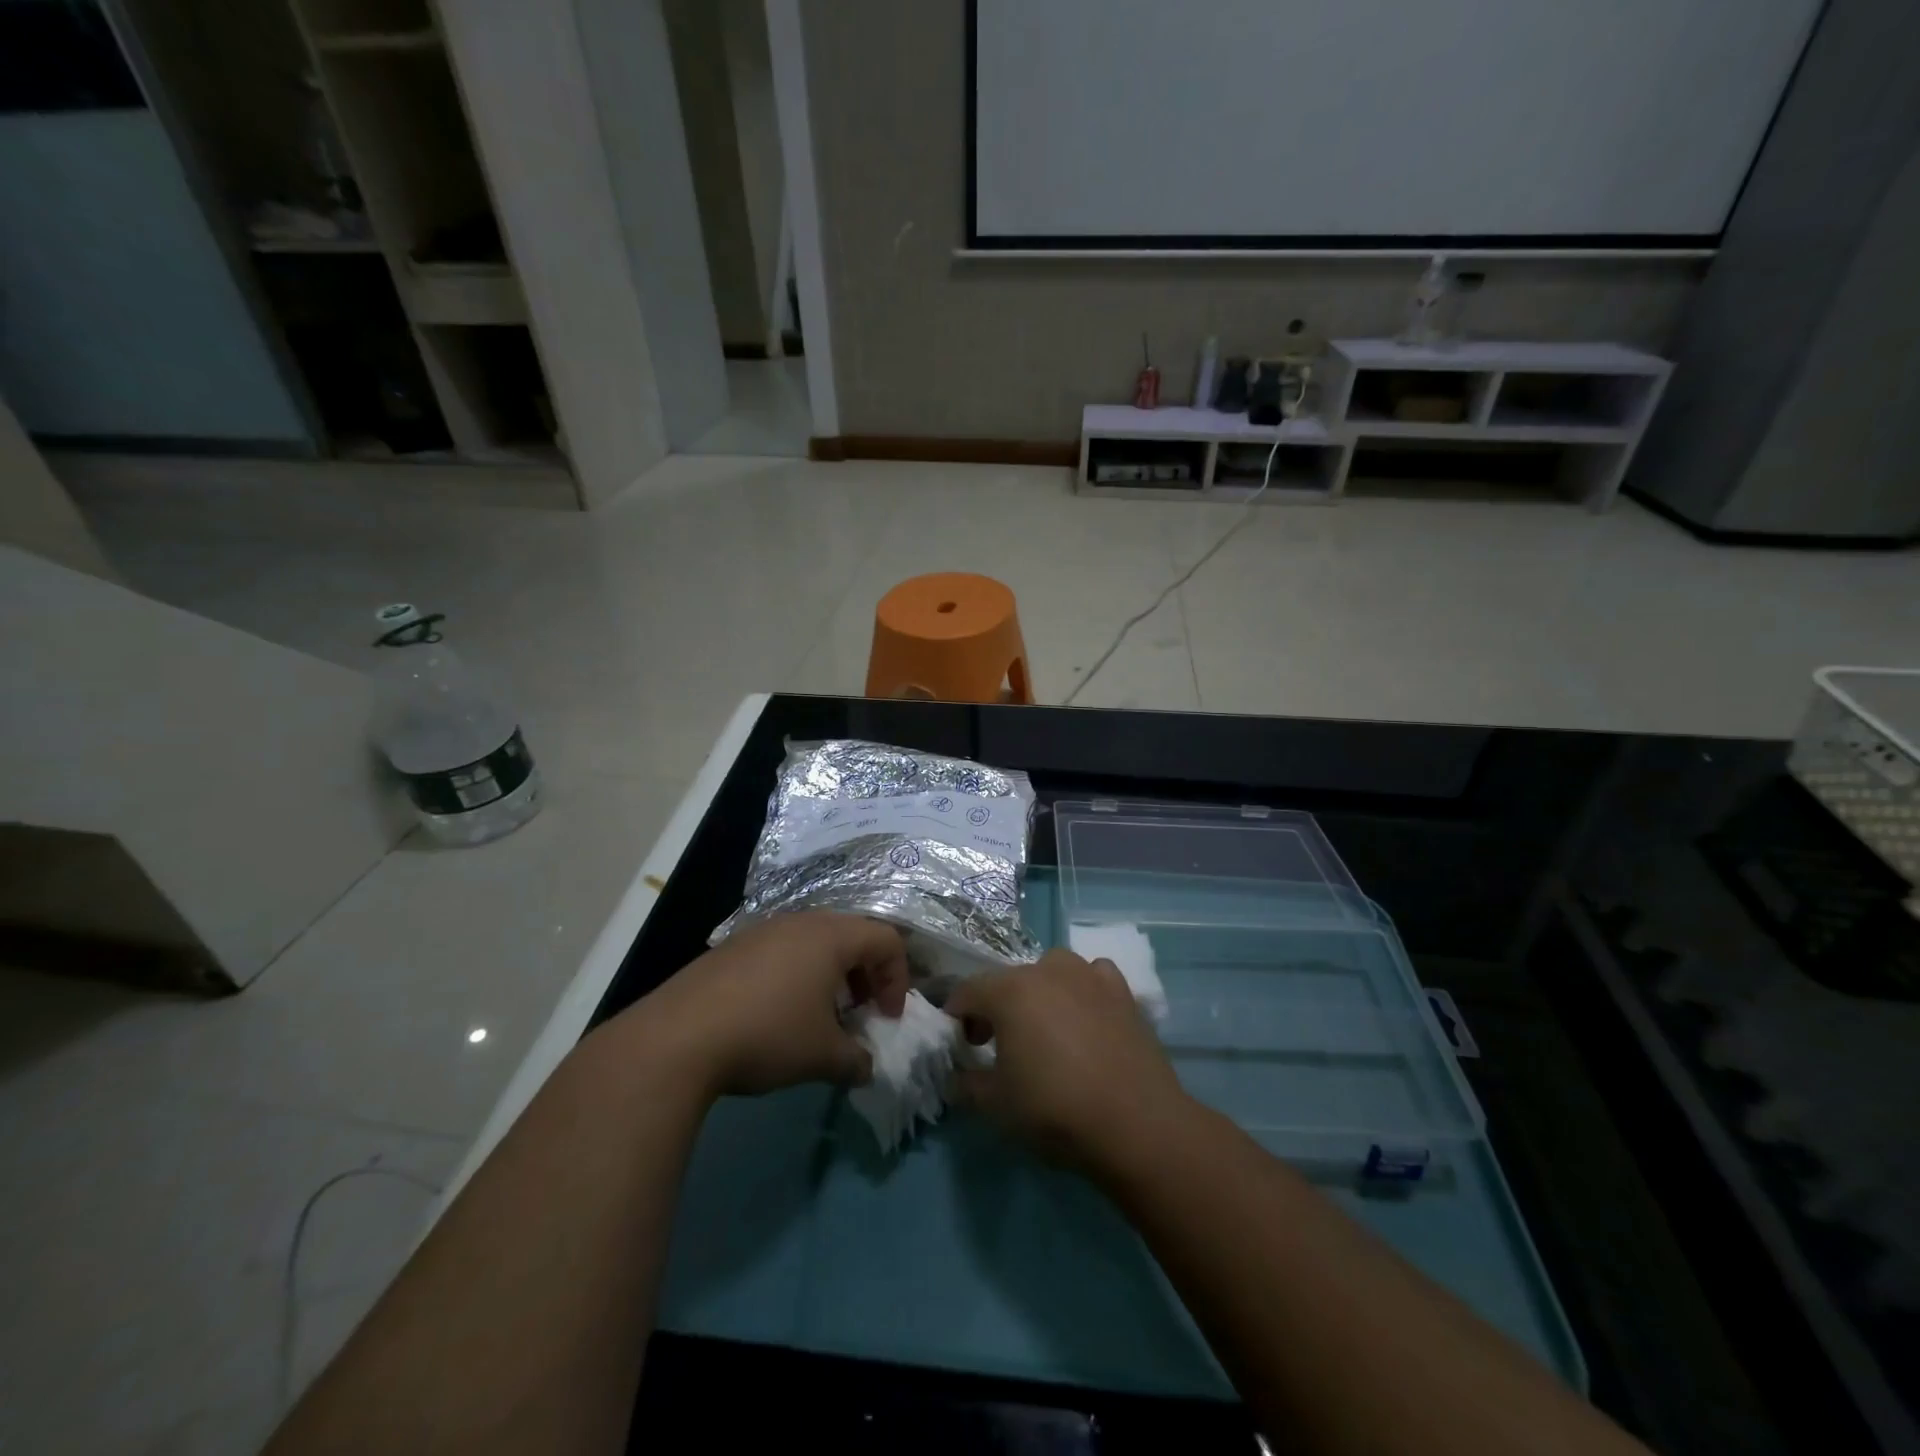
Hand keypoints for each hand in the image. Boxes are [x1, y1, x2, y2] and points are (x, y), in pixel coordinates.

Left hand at [633, 912, 909, 1098]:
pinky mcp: (733, 947)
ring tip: (819, 1017)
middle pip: (852, 936)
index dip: (897, 978)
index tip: (886, 1019)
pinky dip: (796, 976)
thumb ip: (856, 1060)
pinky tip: (777, 1015)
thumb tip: (866, 1068)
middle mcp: (800, 922)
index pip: (887, 940)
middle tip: (859, 1014)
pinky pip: (781, 951)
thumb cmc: (767, 1034)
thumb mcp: (822, 1056)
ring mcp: (763, 930)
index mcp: (831, 936)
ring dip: (830, 977)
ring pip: (814, 943)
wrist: (677, 1037)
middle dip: (865, 976)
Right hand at [946, 949, 1189, 1173]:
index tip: (960, 1047)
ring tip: (1045, 1031)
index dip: (956, 1017)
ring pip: (1051, 971)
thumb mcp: (996, 1105)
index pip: (967, 992)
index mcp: (1010, 990)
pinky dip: (1082, 991)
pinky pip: (1092, 978)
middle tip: (998, 1046)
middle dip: (996, 1008)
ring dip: (1039, 994)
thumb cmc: (1055, 1110)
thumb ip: (966, 1084)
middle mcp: (1047, 970)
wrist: (1136, 1124)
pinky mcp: (1122, 991)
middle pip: (1008, 981)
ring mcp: (1089, 976)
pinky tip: (1086, 1019)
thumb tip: (957, 1076)